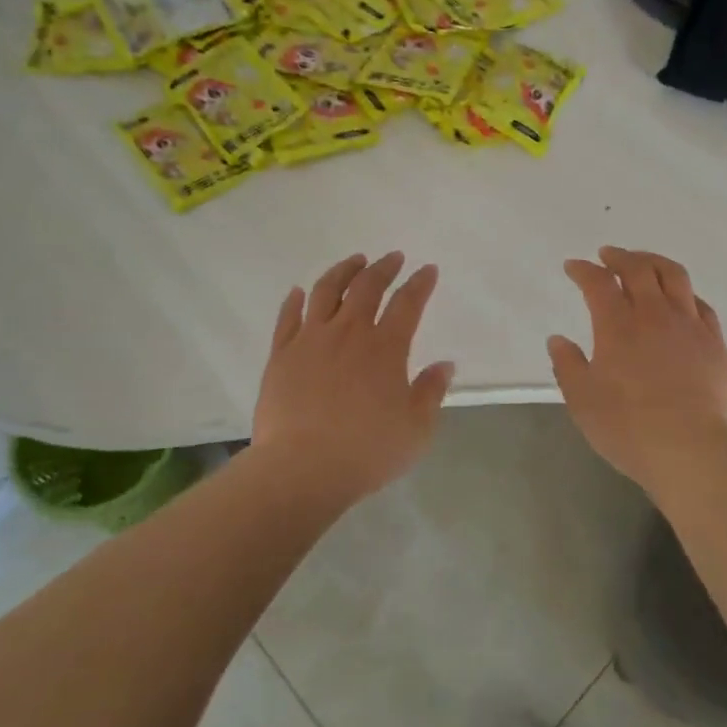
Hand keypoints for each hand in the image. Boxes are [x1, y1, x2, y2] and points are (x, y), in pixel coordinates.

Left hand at [253, 252, 455, 501]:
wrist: (302, 468)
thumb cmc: (366, 451)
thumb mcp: (416, 429)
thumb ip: (431, 392)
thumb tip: (445, 365)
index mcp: (385, 347)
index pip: (407, 303)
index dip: (420, 283)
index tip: (427, 269)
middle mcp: (349, 332)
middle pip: (367, 287)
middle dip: (383, 268)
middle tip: (392, 258)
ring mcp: (310, 340)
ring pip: (325, 291)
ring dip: (342, 271)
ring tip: (354, 261)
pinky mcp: (281, 355)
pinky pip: (288, 317)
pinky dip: (295, 300)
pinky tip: (299, 292)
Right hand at [548, 247, 726, 499]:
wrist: (691, 452)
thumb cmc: (628, 428)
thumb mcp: (582, 401)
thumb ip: (567, 365)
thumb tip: (558, 340)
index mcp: (617, 326)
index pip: (598, 282)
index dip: (583, 270)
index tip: (573, 266)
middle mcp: (654, 315)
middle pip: (638, 268)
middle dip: (619, 256)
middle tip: (607, 255)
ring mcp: (689, 326)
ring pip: (674, 276)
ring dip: (653, 261)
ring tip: (643, 262)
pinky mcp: (715, 343)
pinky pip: (700, 304)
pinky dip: (684, 292)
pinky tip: (680, 299)